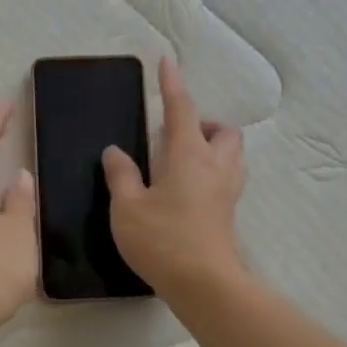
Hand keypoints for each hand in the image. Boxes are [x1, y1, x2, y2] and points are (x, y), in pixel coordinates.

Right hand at [102, 57, 245, 299]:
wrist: (204, 284)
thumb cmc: (162, 240)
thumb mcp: (128, 207)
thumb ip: (121, 175)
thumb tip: (116, 151)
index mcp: (189, 155)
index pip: (182, 109)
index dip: (172, 84)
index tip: (167, 61)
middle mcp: (215, 166)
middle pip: (223, 131)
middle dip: (205, 123)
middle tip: (176, 135)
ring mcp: (227, 190)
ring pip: (231, 154)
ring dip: (213, 147)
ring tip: (181, 161)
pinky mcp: (229, 213)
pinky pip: (227, 177)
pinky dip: (212, 171)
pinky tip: (188, 189)